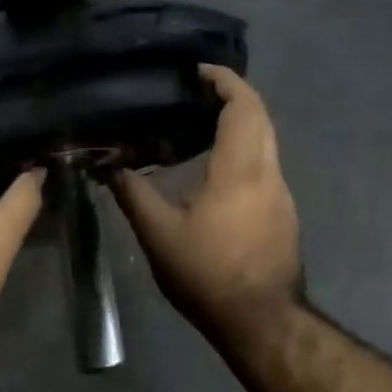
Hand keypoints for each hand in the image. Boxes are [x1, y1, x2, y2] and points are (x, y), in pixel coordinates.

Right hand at [113, 66, 302, 337]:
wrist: (260, 320)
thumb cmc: (208, 274)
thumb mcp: (159, 234)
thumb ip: (133, 194)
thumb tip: (109, 166)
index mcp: (241, 169)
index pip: (243, 105)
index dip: (223, 80)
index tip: (196, 71)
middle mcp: (269, 172)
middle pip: (259, 117)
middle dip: (231, 97)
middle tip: (192, 94)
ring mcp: (281, 194)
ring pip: (264, 142)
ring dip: (238, 125)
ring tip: (196, 128)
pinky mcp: (282, 214)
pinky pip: (263, 166)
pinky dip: (241, 152)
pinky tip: (212, 171)